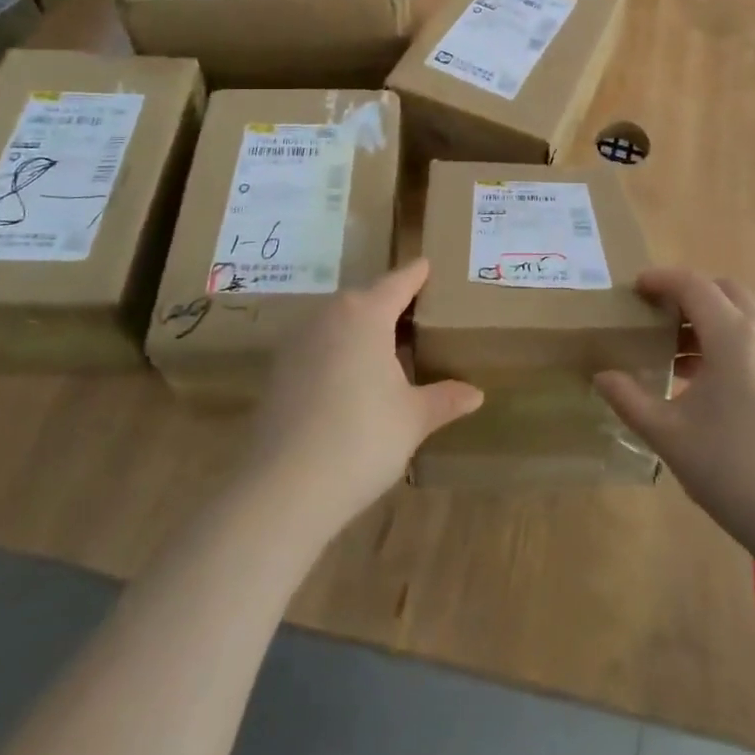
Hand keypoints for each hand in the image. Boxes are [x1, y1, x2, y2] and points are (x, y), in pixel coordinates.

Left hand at [243, 259, 481, 537]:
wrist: (283, 489)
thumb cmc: (361, 439)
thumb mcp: (413, 418)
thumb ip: (445, 399)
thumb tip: (475, 394)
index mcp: (366, 314)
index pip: (398, 282)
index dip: (417, 274)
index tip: (429, 265)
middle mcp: (329, 316)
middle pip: (365, 298)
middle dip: (390, 303)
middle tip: (418, 314)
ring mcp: (297, 342)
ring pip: (339, 322)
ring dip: (362, 328)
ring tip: (389, 347)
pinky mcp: (279, 372)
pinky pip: (319, 346)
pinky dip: (339, 352)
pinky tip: (353, 379)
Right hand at [594, 268, 754, 580]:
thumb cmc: (734, 471)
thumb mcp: (669, 436)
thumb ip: (630, 400)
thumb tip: (602, 377)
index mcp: (732, 335)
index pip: (693, 285)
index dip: (661, 280)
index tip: (635, 289)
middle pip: (725, 291)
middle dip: (690, 295)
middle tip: (659, 319)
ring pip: (748, 316)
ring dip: (714, 320)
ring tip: (681, 357)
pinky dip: (736, 342)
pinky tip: (716, 385)